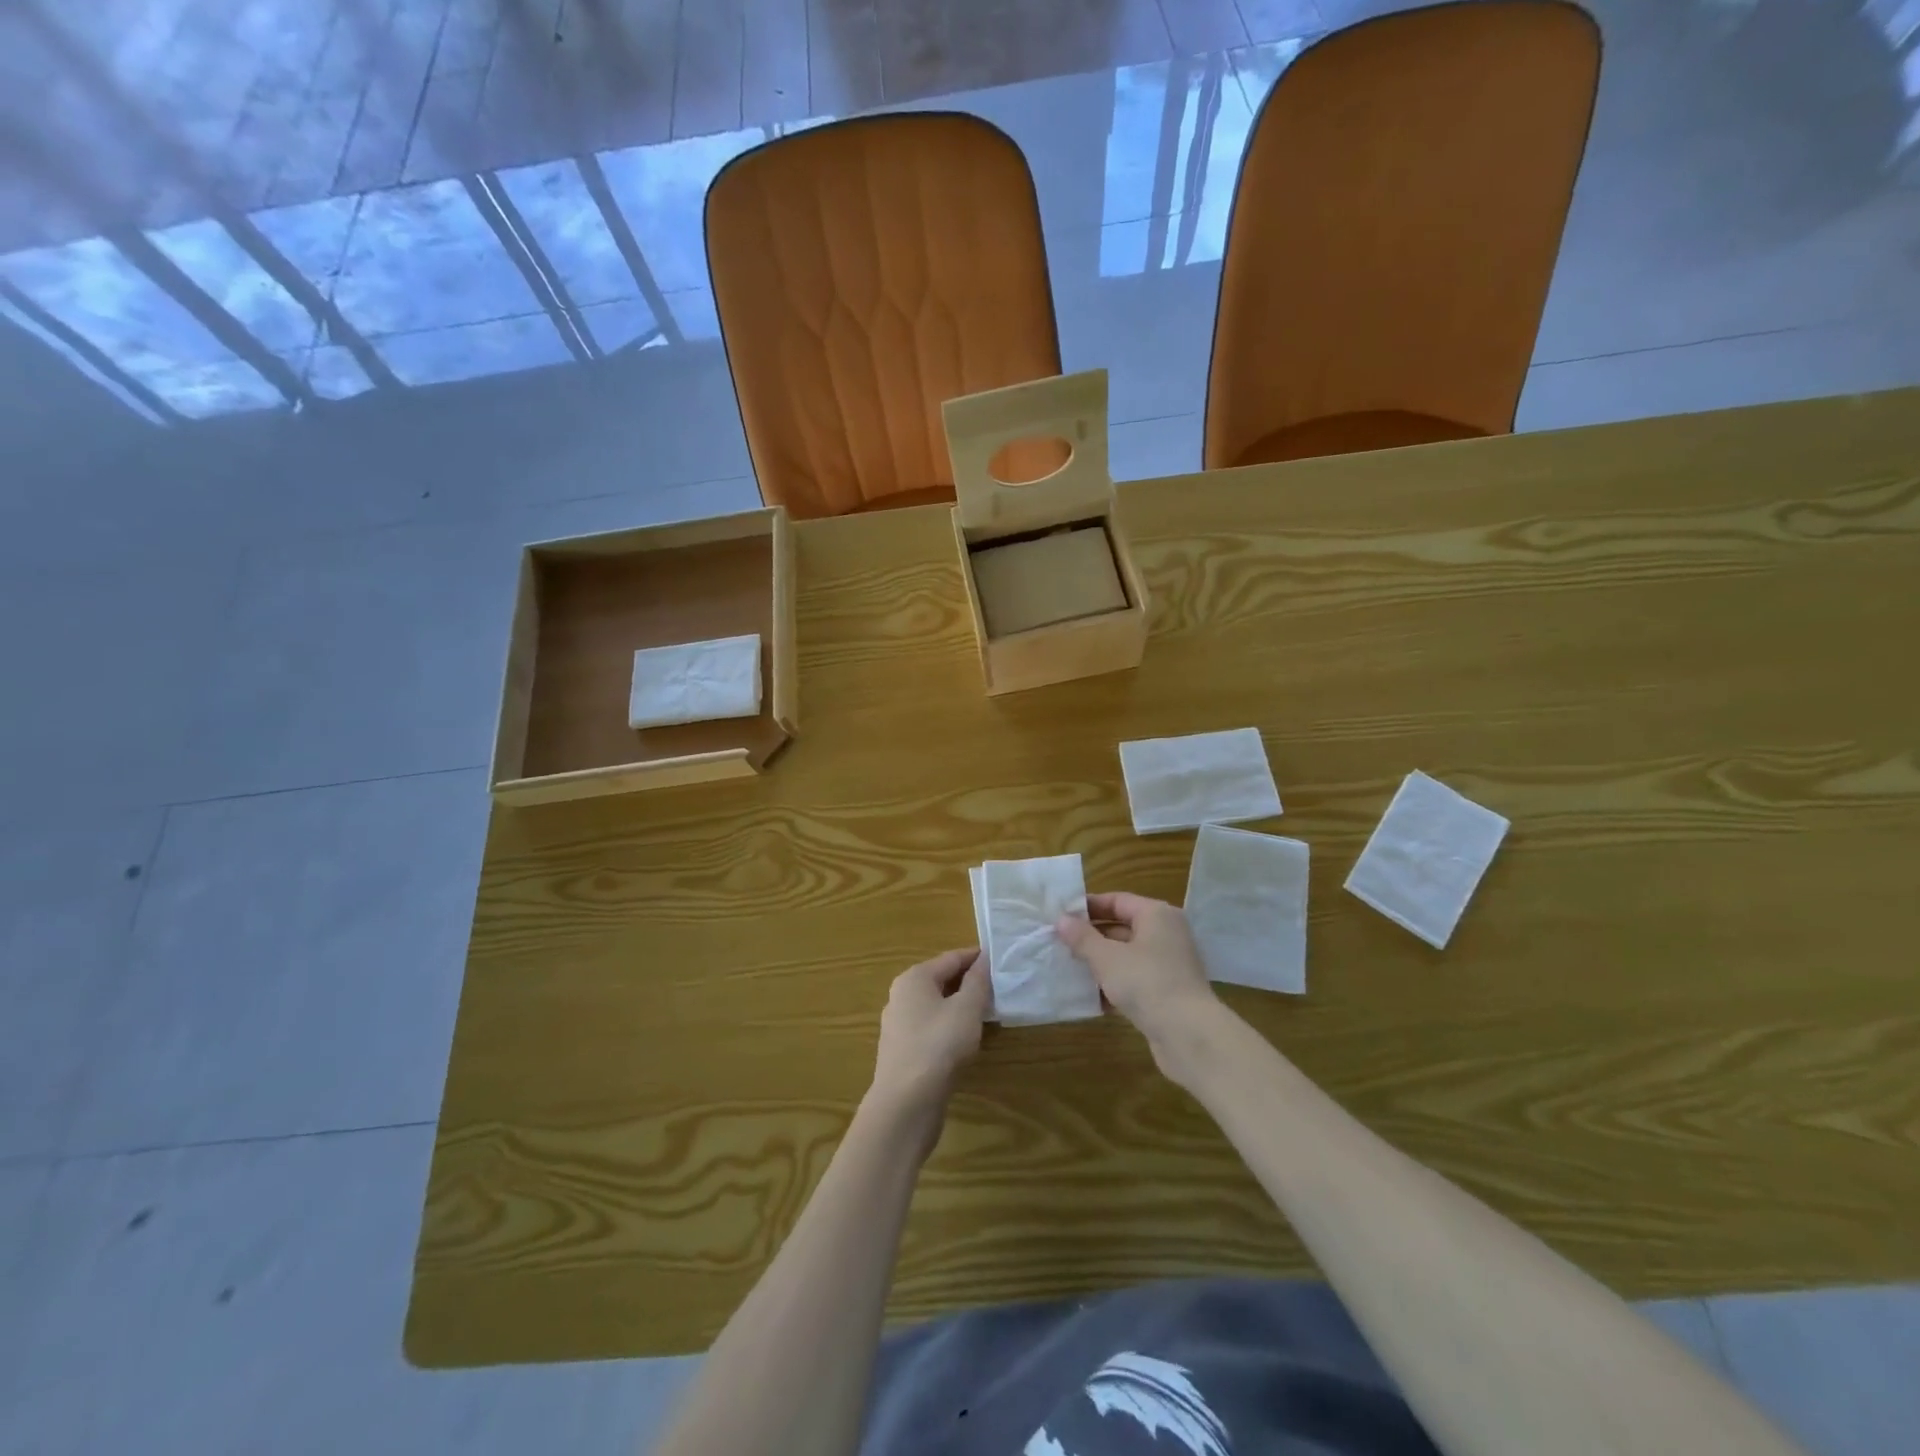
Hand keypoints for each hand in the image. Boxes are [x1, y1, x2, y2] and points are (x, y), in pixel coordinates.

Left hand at [869, 948, 990, 1123]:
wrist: (905, 1103)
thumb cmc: (939, 1046)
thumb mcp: (966, 1009)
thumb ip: (977, 982)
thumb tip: (984, 960)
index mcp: (914, 978)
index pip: (952, 958)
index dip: (977, 957)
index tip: (1002, 959)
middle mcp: (902, 995)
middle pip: (942, 979)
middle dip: (970, 981)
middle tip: (1000, 986)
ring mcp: (899, 1024)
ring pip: (937, 1005)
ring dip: (961, 1005)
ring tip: (989, 1011)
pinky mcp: (903, 1050)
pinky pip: (931, 1027)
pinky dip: (950, 1026)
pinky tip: (967, 1038)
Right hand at [1057, 893, 1224, 1083]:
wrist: (1189, 1034)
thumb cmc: (1146, 982)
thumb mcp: (1106, 958)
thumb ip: (1082, 938)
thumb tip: (1061, 919)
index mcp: (1156, 915)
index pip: (1117, 900)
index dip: (1088, 907)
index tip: (1061, 916)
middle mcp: (1166, 934)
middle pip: (1122, 927)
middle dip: (1091, 937)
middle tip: (1060, 944)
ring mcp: (1169, 964)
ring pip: (1127, 956)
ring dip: (1100, 963)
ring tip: (1070, 970)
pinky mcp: (1168, 991)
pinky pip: (1135, 979)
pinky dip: (1115, 985)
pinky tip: (1092, 998)